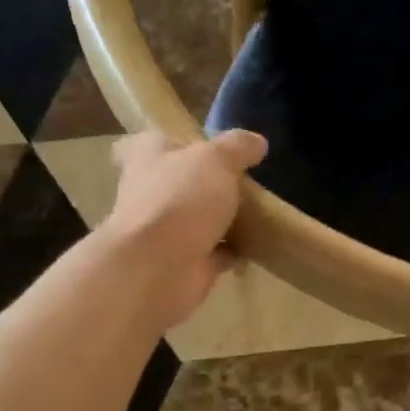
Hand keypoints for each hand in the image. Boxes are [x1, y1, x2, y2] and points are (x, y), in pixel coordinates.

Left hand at [103, 130, 268, 326]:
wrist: (157, 268)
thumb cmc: (179, 200)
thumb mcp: (216, 159)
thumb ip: (237, 147)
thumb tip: (258, 142)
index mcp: (148, 158)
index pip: (150, 143)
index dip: (170, 142)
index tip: (196, 145)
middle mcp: (151, 192)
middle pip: (179, 182)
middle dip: (205, 183)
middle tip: (245, 178)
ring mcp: (166, 231)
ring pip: (198, 219)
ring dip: (222, 219)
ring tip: (261, 210)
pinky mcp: (186, 263)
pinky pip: (216, 252)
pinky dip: (234, 251)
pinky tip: (260, 244)